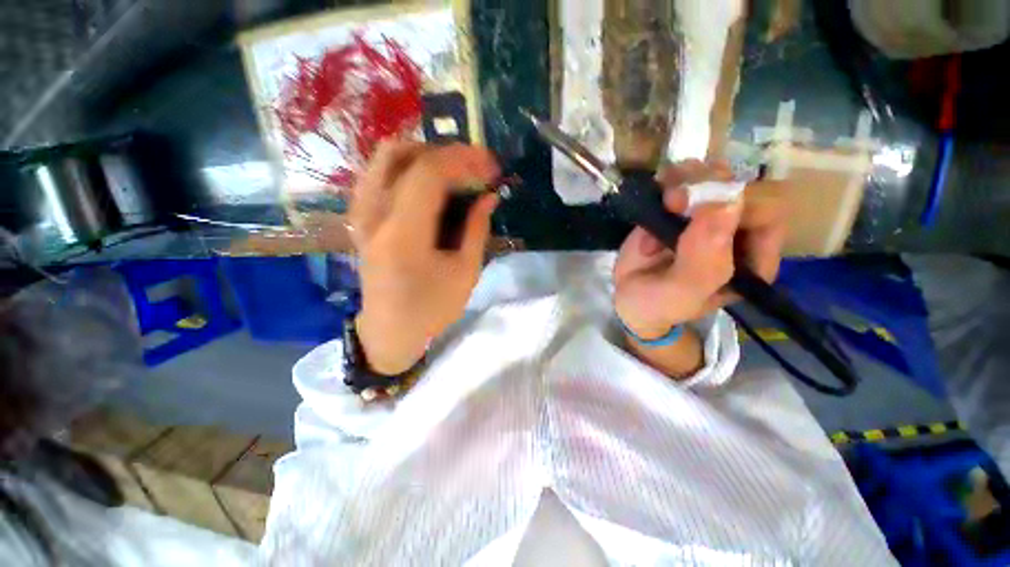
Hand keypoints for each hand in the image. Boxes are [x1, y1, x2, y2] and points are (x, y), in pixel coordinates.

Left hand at [349, 142, 500, 373]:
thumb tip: (489, 196)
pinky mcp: (360, 217)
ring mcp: (361, 214)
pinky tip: (428, 183)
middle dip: (445, 153)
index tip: (491, 166)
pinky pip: (378, 174)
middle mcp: (374, 215)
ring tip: (454, 171)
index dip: (464, 160)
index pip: (429, 173)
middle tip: (474, 167)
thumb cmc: (431, 308)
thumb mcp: (465, 273)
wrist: (390, 330)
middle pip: (402, 154)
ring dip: (424, 155)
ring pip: (385, 158)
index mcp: (404, 233)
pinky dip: (406, 167)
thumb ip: (477, 229)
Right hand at [613, 160, 786, 375]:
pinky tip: (657, 193)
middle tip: (673, 202)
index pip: (768, 212)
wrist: (628, 298)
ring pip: (714, 174)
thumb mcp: (681, 293)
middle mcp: (736, 231)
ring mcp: (706, 216)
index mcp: (752, 258)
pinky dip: (670, 178)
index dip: (737, 204)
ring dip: (687, 179)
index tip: (695, 213)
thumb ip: (704, 261)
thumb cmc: (658, 304)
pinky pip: (685, 177)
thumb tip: (726, 204)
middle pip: (743, 185)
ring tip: (663, 201)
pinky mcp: (679, 208)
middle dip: (708, 186)